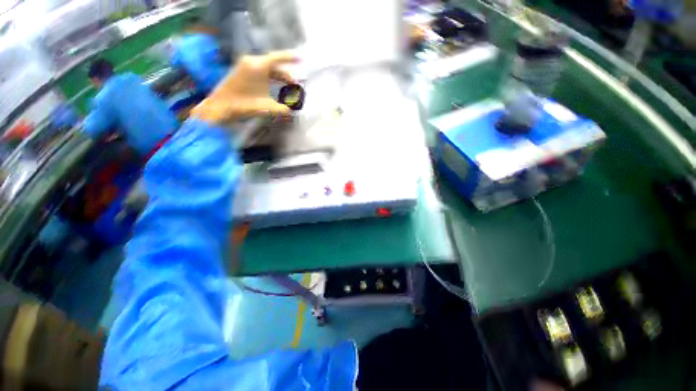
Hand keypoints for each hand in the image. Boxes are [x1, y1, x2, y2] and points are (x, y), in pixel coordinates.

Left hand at [191, 51, 297, 124]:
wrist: (221, 106)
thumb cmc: (245, 104)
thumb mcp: (267, 107)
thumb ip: (282, 109)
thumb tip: (291, 111)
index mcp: (259, 66)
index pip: (278, 58)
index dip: (290, 58)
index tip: (301, 59)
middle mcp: (252, 61)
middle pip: (274, 65)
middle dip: (286, 75)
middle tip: (295, 85)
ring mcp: (245, 65)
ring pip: (267, 68)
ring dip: (278, 77)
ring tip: (288, 87)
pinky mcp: (241, 71)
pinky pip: (260, 70)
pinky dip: (270, 77)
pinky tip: (275, 85)